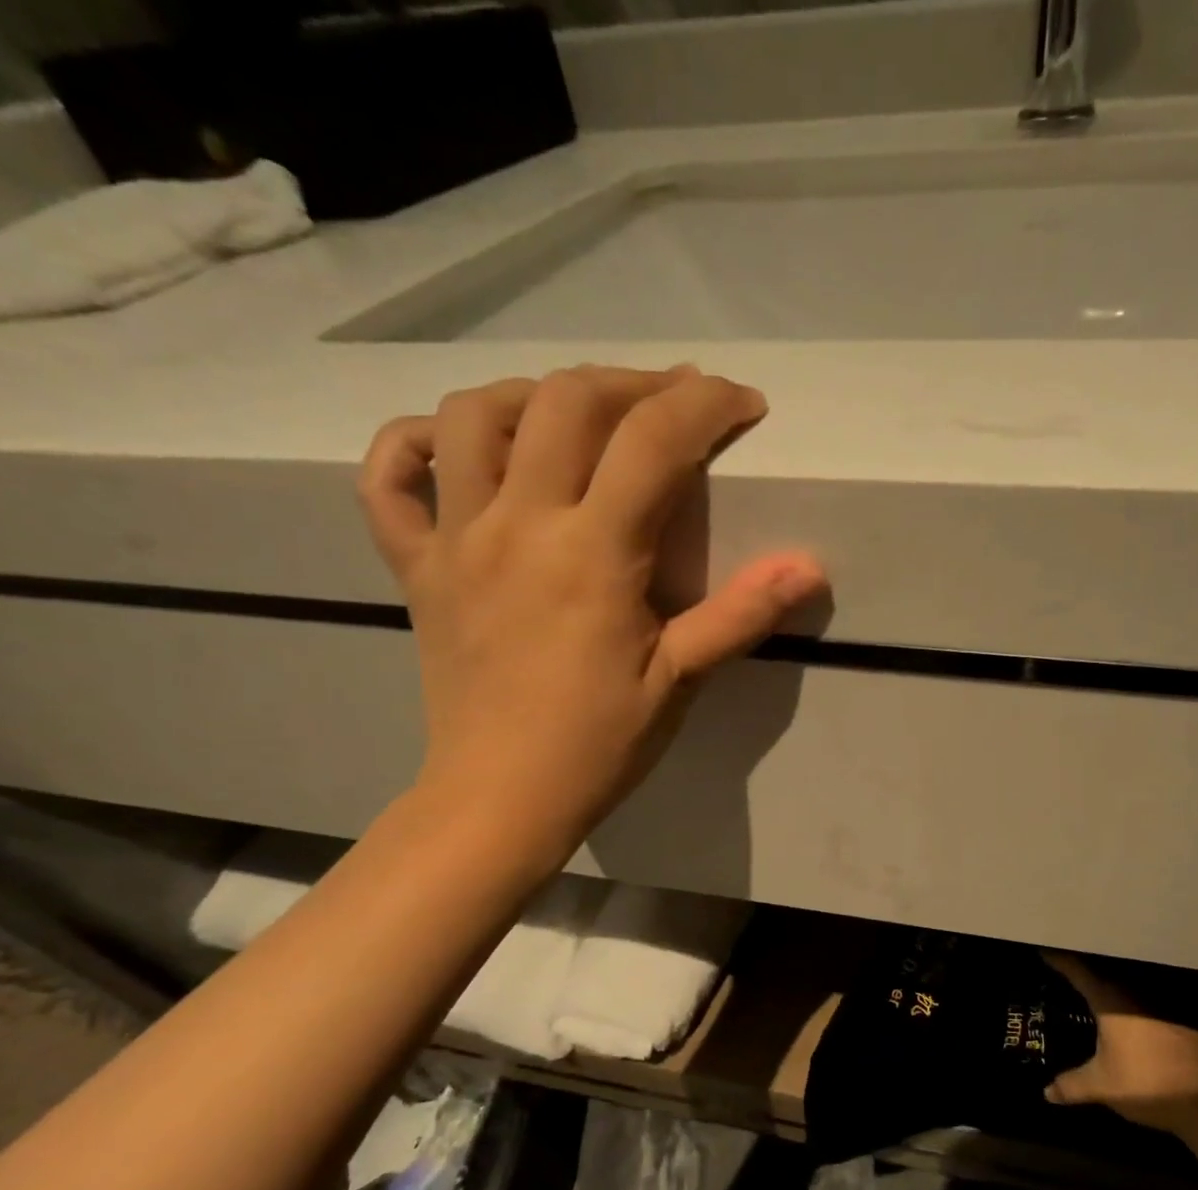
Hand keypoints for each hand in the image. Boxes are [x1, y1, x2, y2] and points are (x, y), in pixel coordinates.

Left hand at [358, 364, 824, 868]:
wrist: (500, 798)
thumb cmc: (597, 744)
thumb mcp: (680, 680)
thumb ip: (742, 614)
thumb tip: (810, 567)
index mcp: (592, 553)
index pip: (654, 440)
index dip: (706, 405)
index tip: (743, 405)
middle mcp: (517, 524)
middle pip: (566, 402)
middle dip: (633, 383)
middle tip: (673, 400)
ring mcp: (455, 540)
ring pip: (472, 417)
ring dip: (532, 393)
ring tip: (576, 414)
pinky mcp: (416, 567)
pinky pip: (387, 480)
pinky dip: (411, 443)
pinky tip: (454, 448)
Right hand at [1042, 951, 1197, 1133]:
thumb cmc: (1146, 1084)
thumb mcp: (1101, 1087)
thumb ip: (1071, 1085)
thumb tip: (1046, 1092)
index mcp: (1111, 1001)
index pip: (1077, 970)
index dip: (1059, 959)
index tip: (1043, 948)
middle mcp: (1135, 992)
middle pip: (1103, 972)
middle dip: (1084, 970)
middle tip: (1066, 969)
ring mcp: (1162, 1002)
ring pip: (1129, 986)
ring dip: (1111, 987)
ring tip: (1094, 990)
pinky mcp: (1184, 1017)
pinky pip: (1150, 1002)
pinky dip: (1136, 1005)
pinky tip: (1132, 1017)